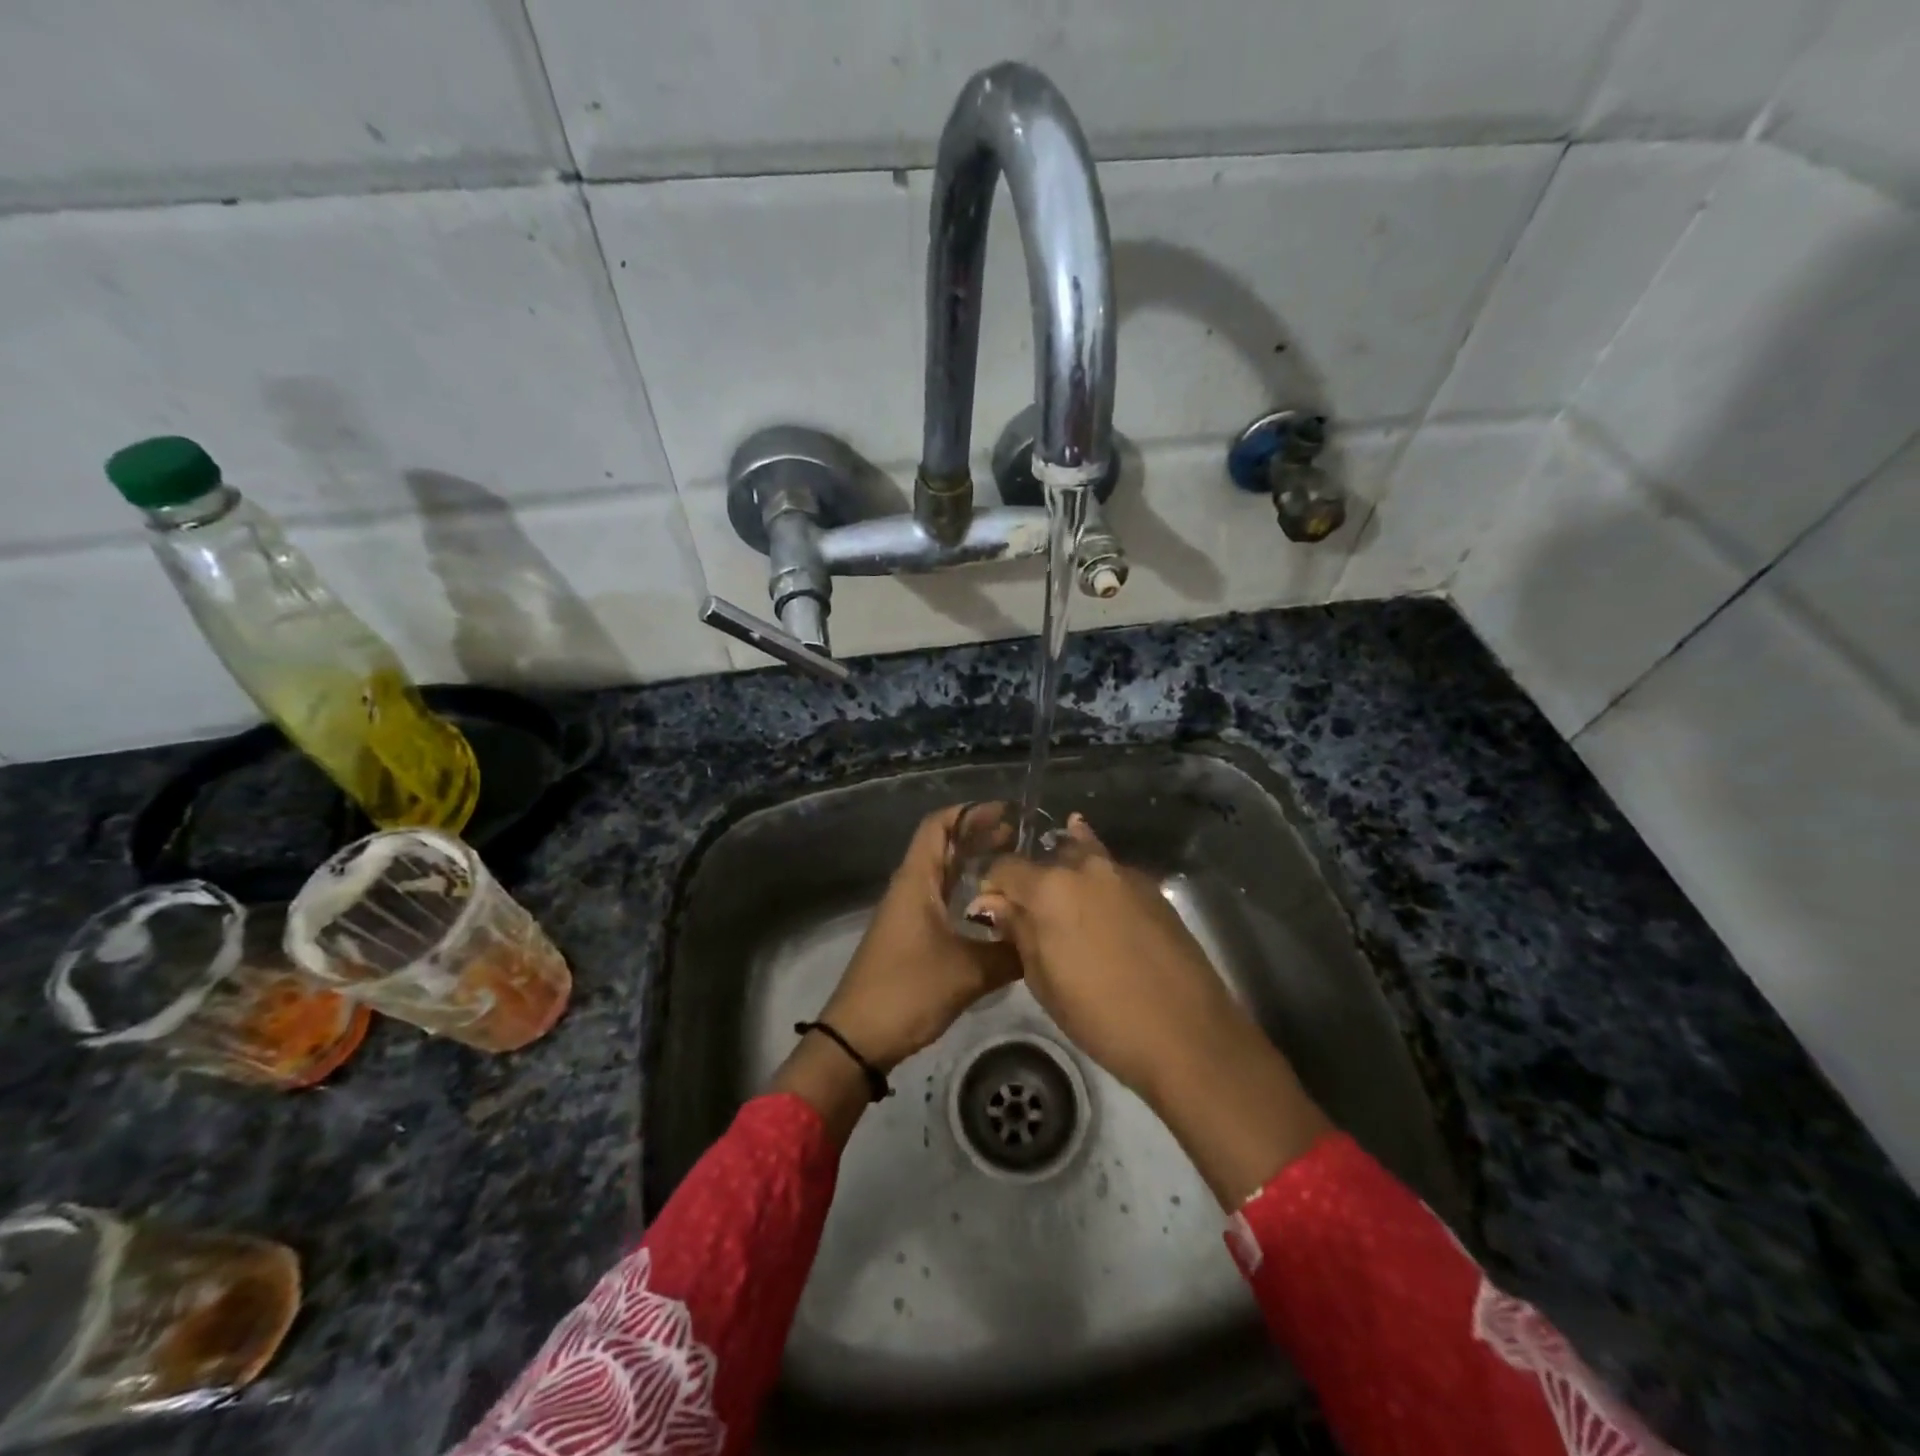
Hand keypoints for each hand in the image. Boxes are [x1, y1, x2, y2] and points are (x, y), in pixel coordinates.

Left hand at [818, 805, 1019, 1072]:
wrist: (859, 1038)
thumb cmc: (908, 991)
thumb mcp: (967, 971)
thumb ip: (1009, 951)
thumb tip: (1044, 935)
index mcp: (917, 881)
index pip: (938, 826)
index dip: (970, 812)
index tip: (1007, 812)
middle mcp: (911, 888)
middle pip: (944, 846)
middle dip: (979, 836)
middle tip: (1021, 838)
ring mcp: (909, 912)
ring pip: (944, 875)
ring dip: (974, 865)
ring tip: (1014, 865)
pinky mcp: (912, 935)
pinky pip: (943, 900)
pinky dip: (968, 894)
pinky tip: (994, 909)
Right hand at [973, 815, 1330, 1205]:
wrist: (1186, 1033)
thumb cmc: (1101, 1015)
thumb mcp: (1043, 980)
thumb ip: (1018, 932)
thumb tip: (994, 903)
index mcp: (1050, 887)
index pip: (1005, 867)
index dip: (992, 886)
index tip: (991, 909)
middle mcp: (1086, 867)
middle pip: (1047, 856)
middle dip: (1032, 877)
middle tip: (1028, 908)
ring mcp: (1124, 874)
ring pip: (1084, 856)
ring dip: (1067, 869)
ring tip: (1061, 892)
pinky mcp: (1153, 889)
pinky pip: (1113, 874)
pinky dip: (1099, 880)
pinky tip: (1098, 901)